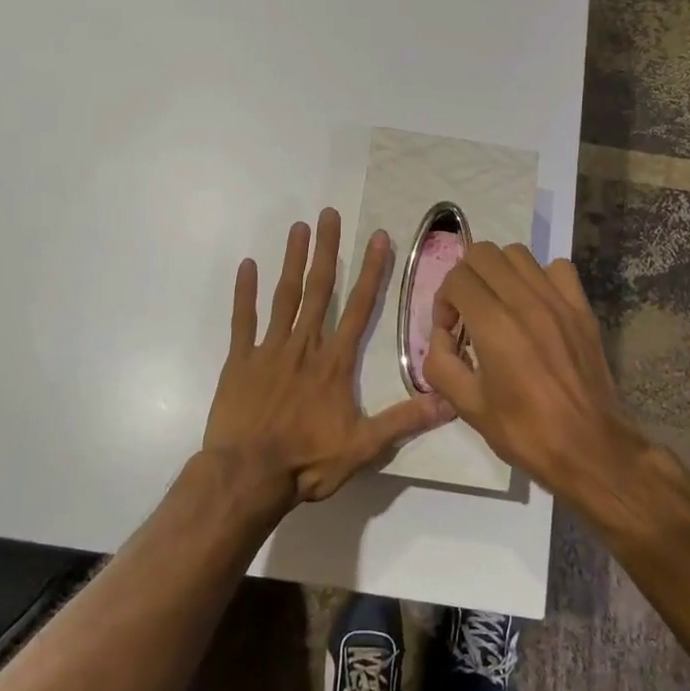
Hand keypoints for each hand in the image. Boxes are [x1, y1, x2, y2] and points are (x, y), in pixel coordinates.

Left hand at [202, 208, 453, 505]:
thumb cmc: (307, 462)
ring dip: (292, 260)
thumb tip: (449, 403)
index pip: (359, 308)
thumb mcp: (363, 447)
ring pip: (284, 296)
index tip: (378, 238)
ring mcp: (269, 350)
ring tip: (298, 228)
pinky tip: (246, 266)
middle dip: (327, 250)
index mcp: (335, 363)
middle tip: (329, 214)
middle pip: (319, 289)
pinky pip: (243, 321)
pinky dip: (244, 293)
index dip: (371, 271)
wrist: (247, 476)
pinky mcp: (240, 361)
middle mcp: (305, 346)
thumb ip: (404, 421)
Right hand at [422, 242, 649, 511]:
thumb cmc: (524, 431)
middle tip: (468, 311)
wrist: (588, 448)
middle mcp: (526, 302)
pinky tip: (535, 305)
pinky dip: (539, 277)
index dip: (443, 301)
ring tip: (499, 304)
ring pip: (518, 254)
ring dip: (499, 272)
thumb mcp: (467, 406)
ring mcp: (558, 301)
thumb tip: (441, 336)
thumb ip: (440, 363)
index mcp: (495, 326)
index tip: (450, 331)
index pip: (457, 278)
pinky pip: (558, 268)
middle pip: (483, 254)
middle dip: (466, 278)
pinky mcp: (582, 309)